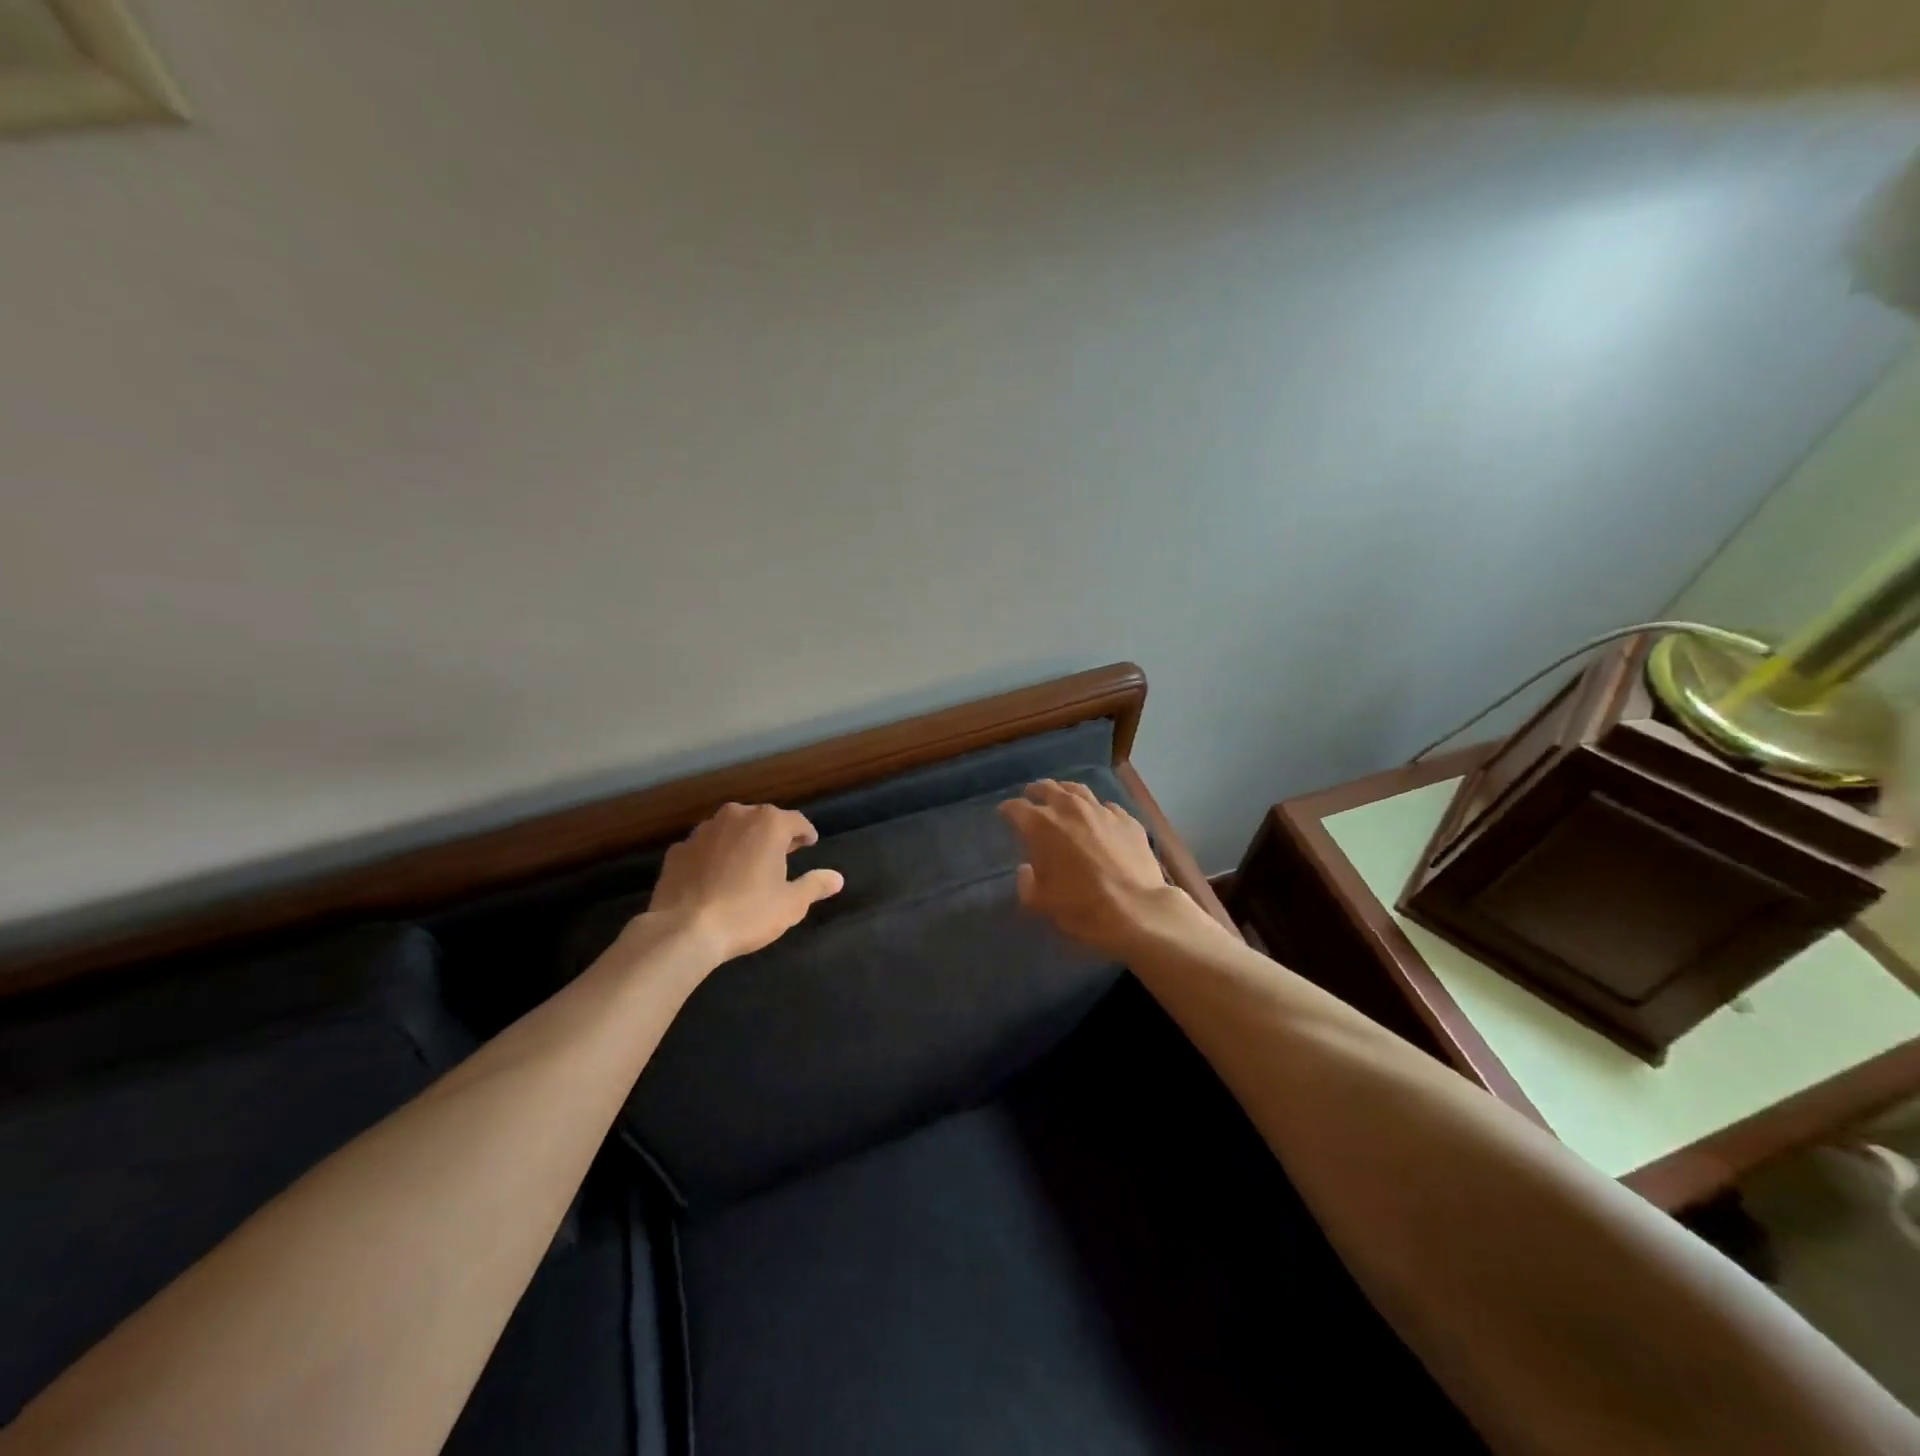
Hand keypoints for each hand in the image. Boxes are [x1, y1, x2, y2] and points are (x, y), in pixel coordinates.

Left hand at [641, 803, 843, 964]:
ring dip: (741, 842)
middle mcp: (736, 816)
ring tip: (747, 865)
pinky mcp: (678, 850)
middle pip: (762, 819)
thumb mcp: (791, 904)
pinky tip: (714, 878)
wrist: (684, 930)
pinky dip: (713, 856)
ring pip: (730, 829)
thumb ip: (815, 885)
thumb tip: (836, 878)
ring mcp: (703, 831)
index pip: (796, 820)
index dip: (805, 833)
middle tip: (781, 854)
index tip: (809, 843)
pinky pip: (704, 847)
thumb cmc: (747, 913)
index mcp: (769, 824)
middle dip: (773, 834)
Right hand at [998, 780, 1192, 959]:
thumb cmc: (1082, 907)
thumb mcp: (1041, 903)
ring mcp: (1102, 811)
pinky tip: (1098, 817)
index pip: (1016, 808)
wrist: (1137, 910)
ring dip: (1064, 791)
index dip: (1007, 810)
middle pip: (1047, 789)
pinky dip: (1097, 809)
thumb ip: (1027, 883)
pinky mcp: (1127, 820)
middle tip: (1031, 796)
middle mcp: (1070, 809)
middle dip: (1035, 791)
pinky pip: (1107, 807)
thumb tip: (1027, 870)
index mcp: (1042, 826)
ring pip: (1078, 790)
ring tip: (1061, 795)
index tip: (1004, 813)